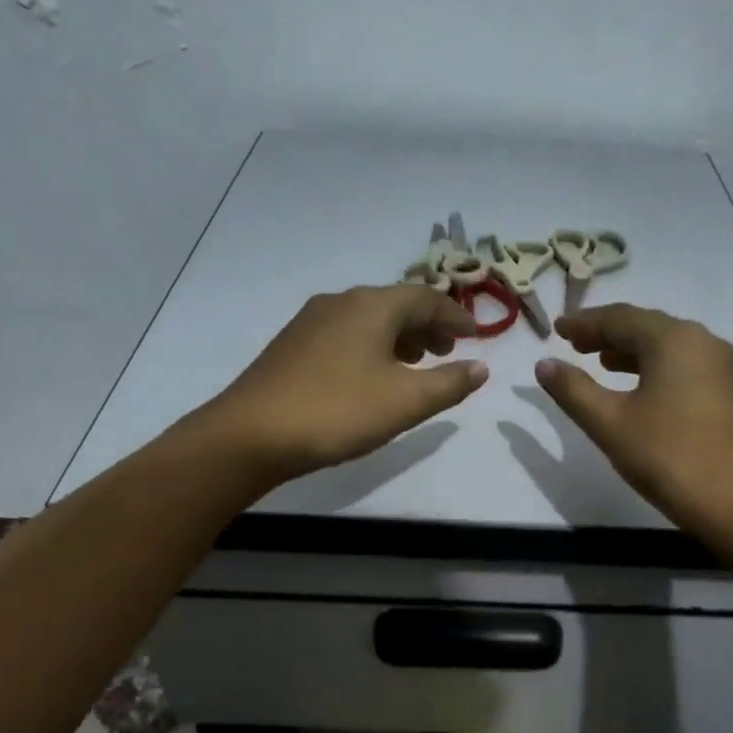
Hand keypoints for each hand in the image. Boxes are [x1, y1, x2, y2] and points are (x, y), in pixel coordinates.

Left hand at [206, 285, 487, 483]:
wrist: (252, 434)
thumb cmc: (338, 411)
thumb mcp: (405, 402)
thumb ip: (449, 383)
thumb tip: (481, 367)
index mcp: (373, 306)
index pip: (427, 298)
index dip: (456, 316)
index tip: (476, 336)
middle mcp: (341, 302)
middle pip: (396, 304)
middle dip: (428, 326)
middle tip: (448, 352)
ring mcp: (311, 321)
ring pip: (369, 320)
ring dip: (399, 337)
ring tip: (415, 365)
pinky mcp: (293, 345)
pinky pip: (346, 334)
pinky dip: (372, 347)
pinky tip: (370, 376)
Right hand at [535, 304, 732, 537]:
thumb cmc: (670, 458)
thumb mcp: (610, 424)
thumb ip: (574, 390)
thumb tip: (544, 365)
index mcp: (673, 340)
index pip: (621, 318)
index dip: (585, 322)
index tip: (557, 330)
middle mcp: (704, 342)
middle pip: (648, 327)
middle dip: (609, 334)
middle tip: (575, 345)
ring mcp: (724, 368)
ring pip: (670, 348)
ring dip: (633, 352)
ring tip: (602, 365)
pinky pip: (686, 367)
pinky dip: (657, 369)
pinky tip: (643, 392)